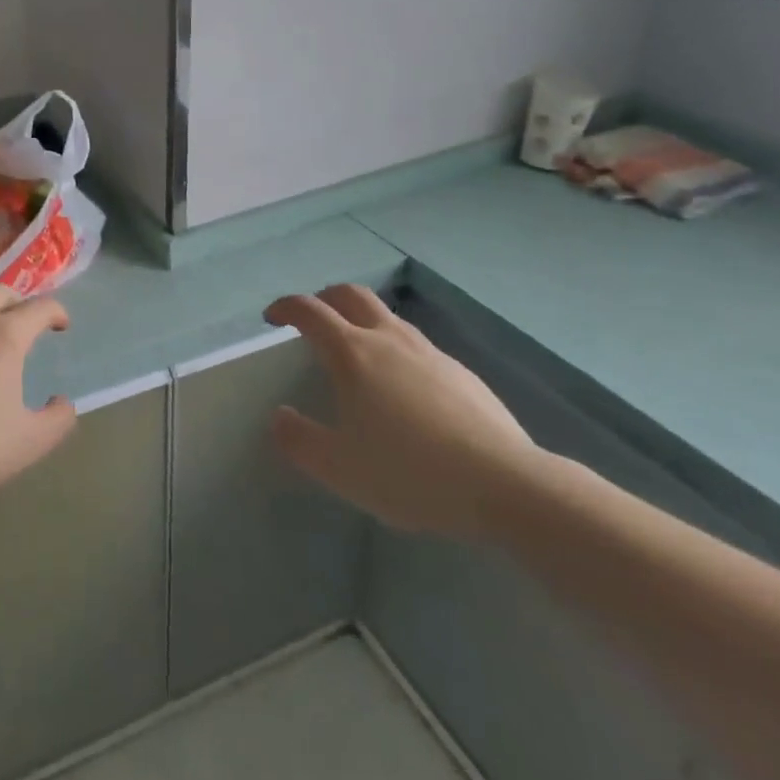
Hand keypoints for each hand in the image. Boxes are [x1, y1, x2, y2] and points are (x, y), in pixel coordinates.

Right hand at [264, 284, 539, 540]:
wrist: (507, 485)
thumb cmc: (411, 473)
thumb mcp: (340, 468)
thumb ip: (299, 440)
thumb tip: (280, 416)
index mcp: (352, 353)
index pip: (309, 311)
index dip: (285, 308)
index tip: (271, 318)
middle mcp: (388, 339)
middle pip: (351, 295)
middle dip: (325, 298)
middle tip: (313, 320)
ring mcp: (429, 352)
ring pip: (387, 317)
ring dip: (362, 321)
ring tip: (356, 355)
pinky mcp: (461, 372)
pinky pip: (416, 346)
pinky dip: (395, 350)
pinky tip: (404, 391)